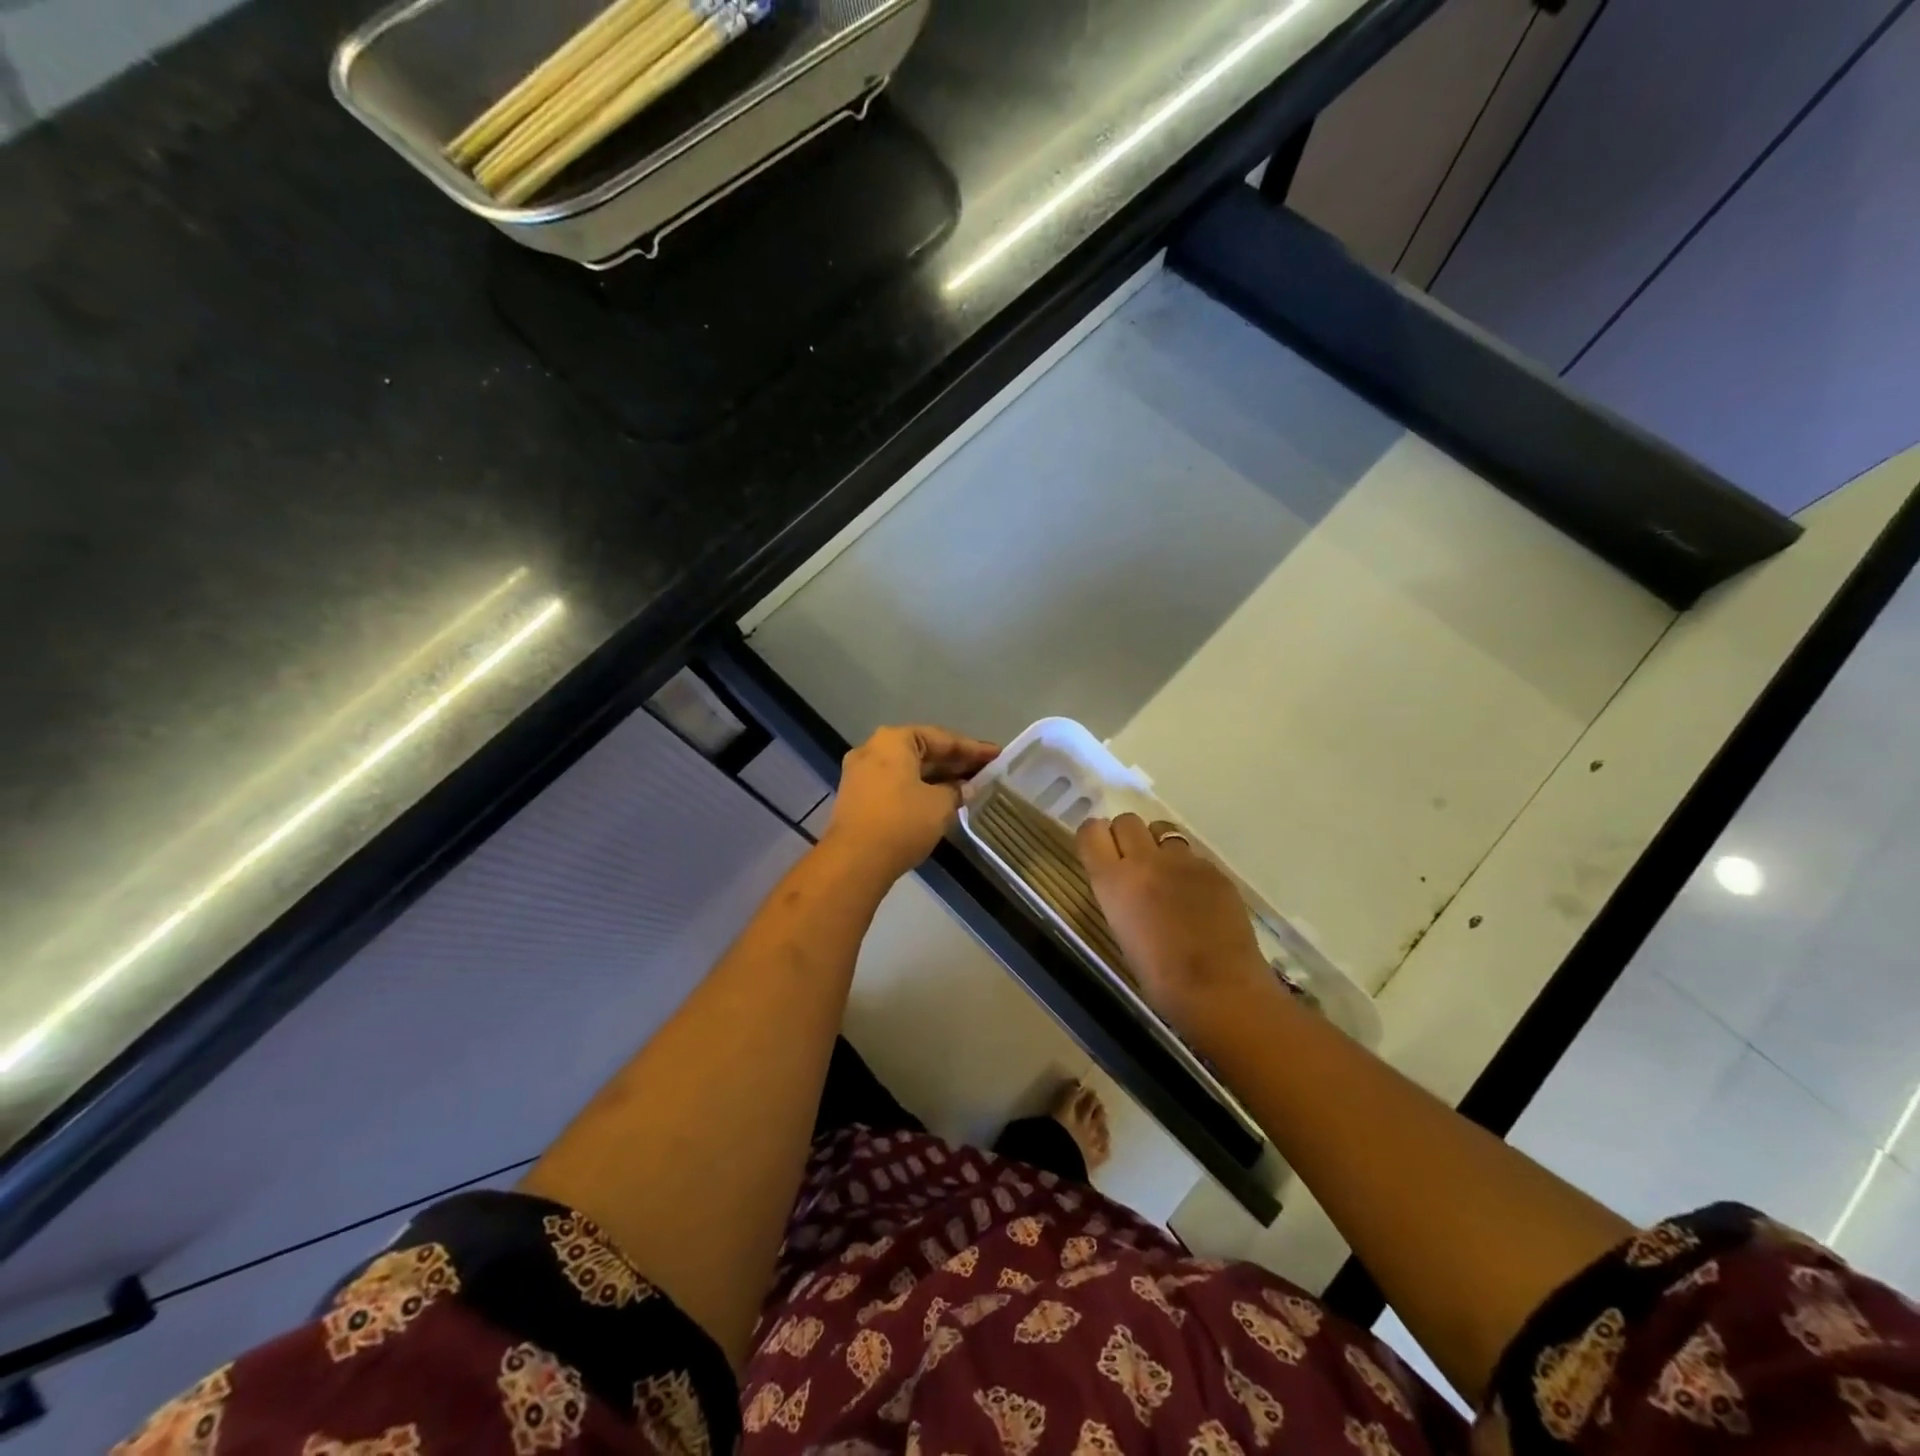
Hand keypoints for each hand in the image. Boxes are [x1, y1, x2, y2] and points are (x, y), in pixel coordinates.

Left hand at [824, 725, 998, 880]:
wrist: (854, 861)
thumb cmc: (902, 822)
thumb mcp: (939, 805)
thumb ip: (956, 791)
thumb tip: (963, 788)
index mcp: (894, 740)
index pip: (942, 738)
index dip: (973, 748)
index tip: (997, 755)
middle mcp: (873, 748)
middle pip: (923, 751)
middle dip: (954, 762)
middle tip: (985, 770)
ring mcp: (861, 773)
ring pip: (908, 769)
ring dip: (937, 777)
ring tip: (968, 786)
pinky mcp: (857, 797)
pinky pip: (896, 784)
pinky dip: (919, 788)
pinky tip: (941, 799)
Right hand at [1076, 813, 1274, 1036]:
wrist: (1221, 990)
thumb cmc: (1161, 979)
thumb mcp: (1122, 934)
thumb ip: (1119, 898)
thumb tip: (1123, 886)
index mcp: (1113, 881)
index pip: (1091, 832)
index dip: (1094, 837)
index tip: (1098, 851)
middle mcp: (1145, 861)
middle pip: (1127, 820)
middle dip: (1126, 836)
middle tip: (1133, 863)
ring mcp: (1184, 861)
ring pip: (1163, 831)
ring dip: (1158, 845)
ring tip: (1166, 875)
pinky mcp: (1215, 870)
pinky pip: (1193, 856)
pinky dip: (1188, 869)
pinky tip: (1198, 898)